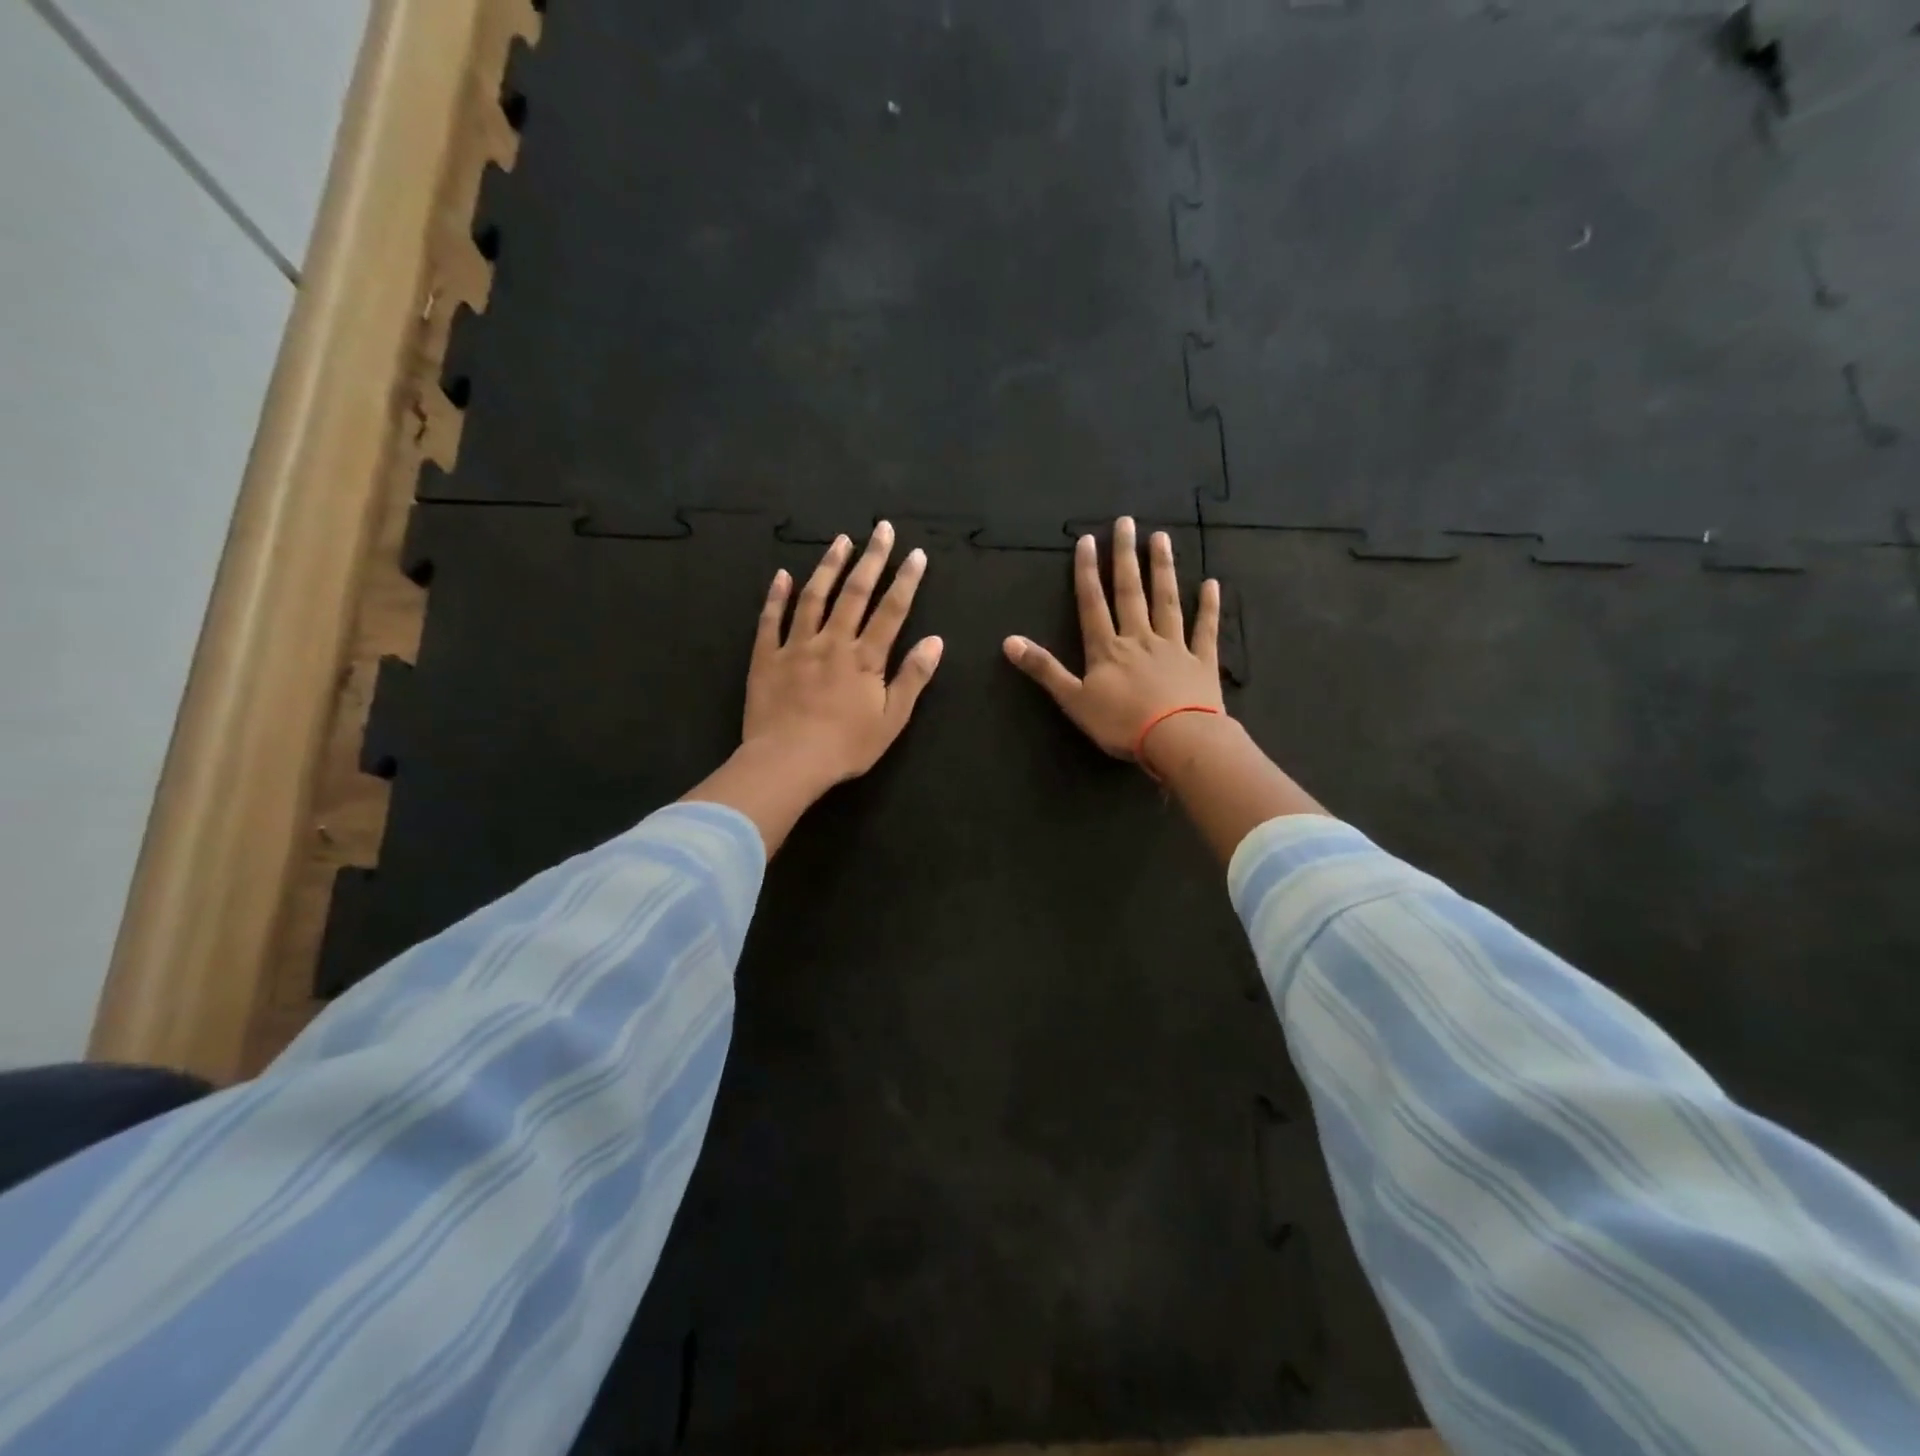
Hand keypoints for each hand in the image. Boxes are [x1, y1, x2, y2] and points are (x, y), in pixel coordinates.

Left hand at [685, 523, 940, 853]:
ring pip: (814, 597)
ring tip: (841, 540)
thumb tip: (935, 641)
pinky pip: (770, 619)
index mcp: (865, 658)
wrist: (788, 762)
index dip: (906, 580)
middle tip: (881, 528)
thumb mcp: (892, 719)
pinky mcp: (766, 657)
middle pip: (855, 593)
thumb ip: (913, 677)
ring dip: (829, 566)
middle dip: (872, 559)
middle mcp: (832, 642)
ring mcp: (796, 646)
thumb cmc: (846, 746)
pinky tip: (782, 575)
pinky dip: (776, 595)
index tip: (917, 554)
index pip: (891, 610)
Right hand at [1003, 516, 1222, 763]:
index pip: (1093, 604)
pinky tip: (1211, 584)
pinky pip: (1204, 629)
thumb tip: (1008, 641)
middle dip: (1125, 557)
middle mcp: (1139, 638)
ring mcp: (1173, 646)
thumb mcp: (1073, 700)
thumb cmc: (1122, 723)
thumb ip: (1044, 669)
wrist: (1178, 739)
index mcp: (1107, 649)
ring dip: (1163, 569)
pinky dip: (1208, 607)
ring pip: (1166, 601)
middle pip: (1130, 592)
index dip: (1087, 572)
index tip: (1088, 540)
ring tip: (1161, 538)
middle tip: (1127, 522)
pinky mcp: (1202, 662)